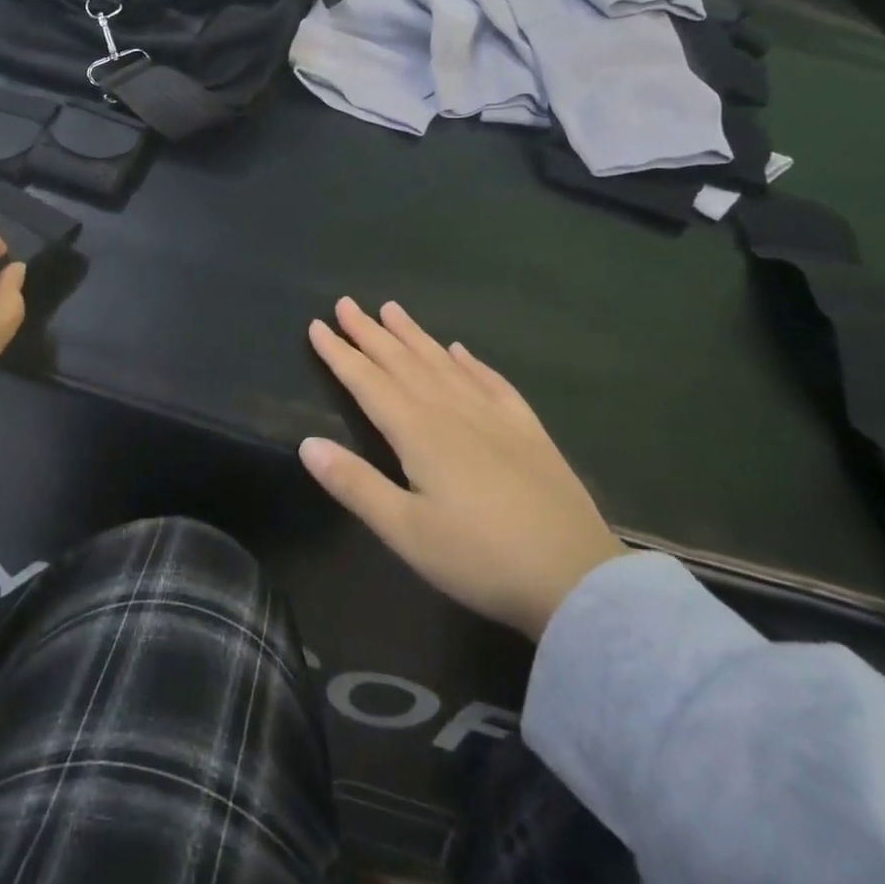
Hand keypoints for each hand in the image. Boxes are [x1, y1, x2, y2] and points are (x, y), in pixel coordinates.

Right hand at [302, 298, 627, 640]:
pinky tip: (461, 350)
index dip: (340, 353)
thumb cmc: (480, 559)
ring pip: (443, 363)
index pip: (368, 382)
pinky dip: (472, 362)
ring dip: (414, 335)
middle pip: (403, 362)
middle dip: (370, 332)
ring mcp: (494, 417)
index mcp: (419, 432)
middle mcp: (452, 411)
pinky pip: (492, 382)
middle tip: (346, 303)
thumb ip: (354, 484)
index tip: (317, 324)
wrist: (577, 580)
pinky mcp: (528, 431)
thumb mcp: (406, 532)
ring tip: (392, 308)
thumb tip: (307, 443)